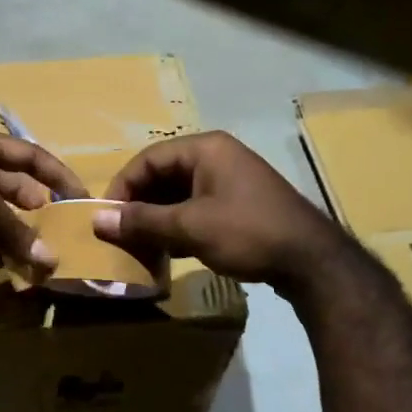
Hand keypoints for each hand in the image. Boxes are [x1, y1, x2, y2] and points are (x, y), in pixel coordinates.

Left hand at [0, 128, 87, 273]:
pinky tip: (14, 268)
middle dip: (35, 210)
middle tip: (57, 233)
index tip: (79, 196)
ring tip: (42, 258)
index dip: (56, 173)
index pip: (28, 154)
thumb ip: (15, 229)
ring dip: (16, 237)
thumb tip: (49, 259)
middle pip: (12, 189)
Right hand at [93, 131, 352, 291]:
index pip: (148, 159)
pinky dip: (179, 226)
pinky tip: (168, 251)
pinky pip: (197, 208)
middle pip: (163, 175)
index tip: (106, 218)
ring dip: (157, 219)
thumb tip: (97, 220)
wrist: (313, 262)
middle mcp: (217, 157)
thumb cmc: (247, 232)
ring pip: (179, 194)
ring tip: (140, 246)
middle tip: (120, 234)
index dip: (122, 187)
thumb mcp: (190, 227)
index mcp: (206, 149)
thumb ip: (142, 222)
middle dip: (139, 205)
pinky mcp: (240, 205)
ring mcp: (231, 181)